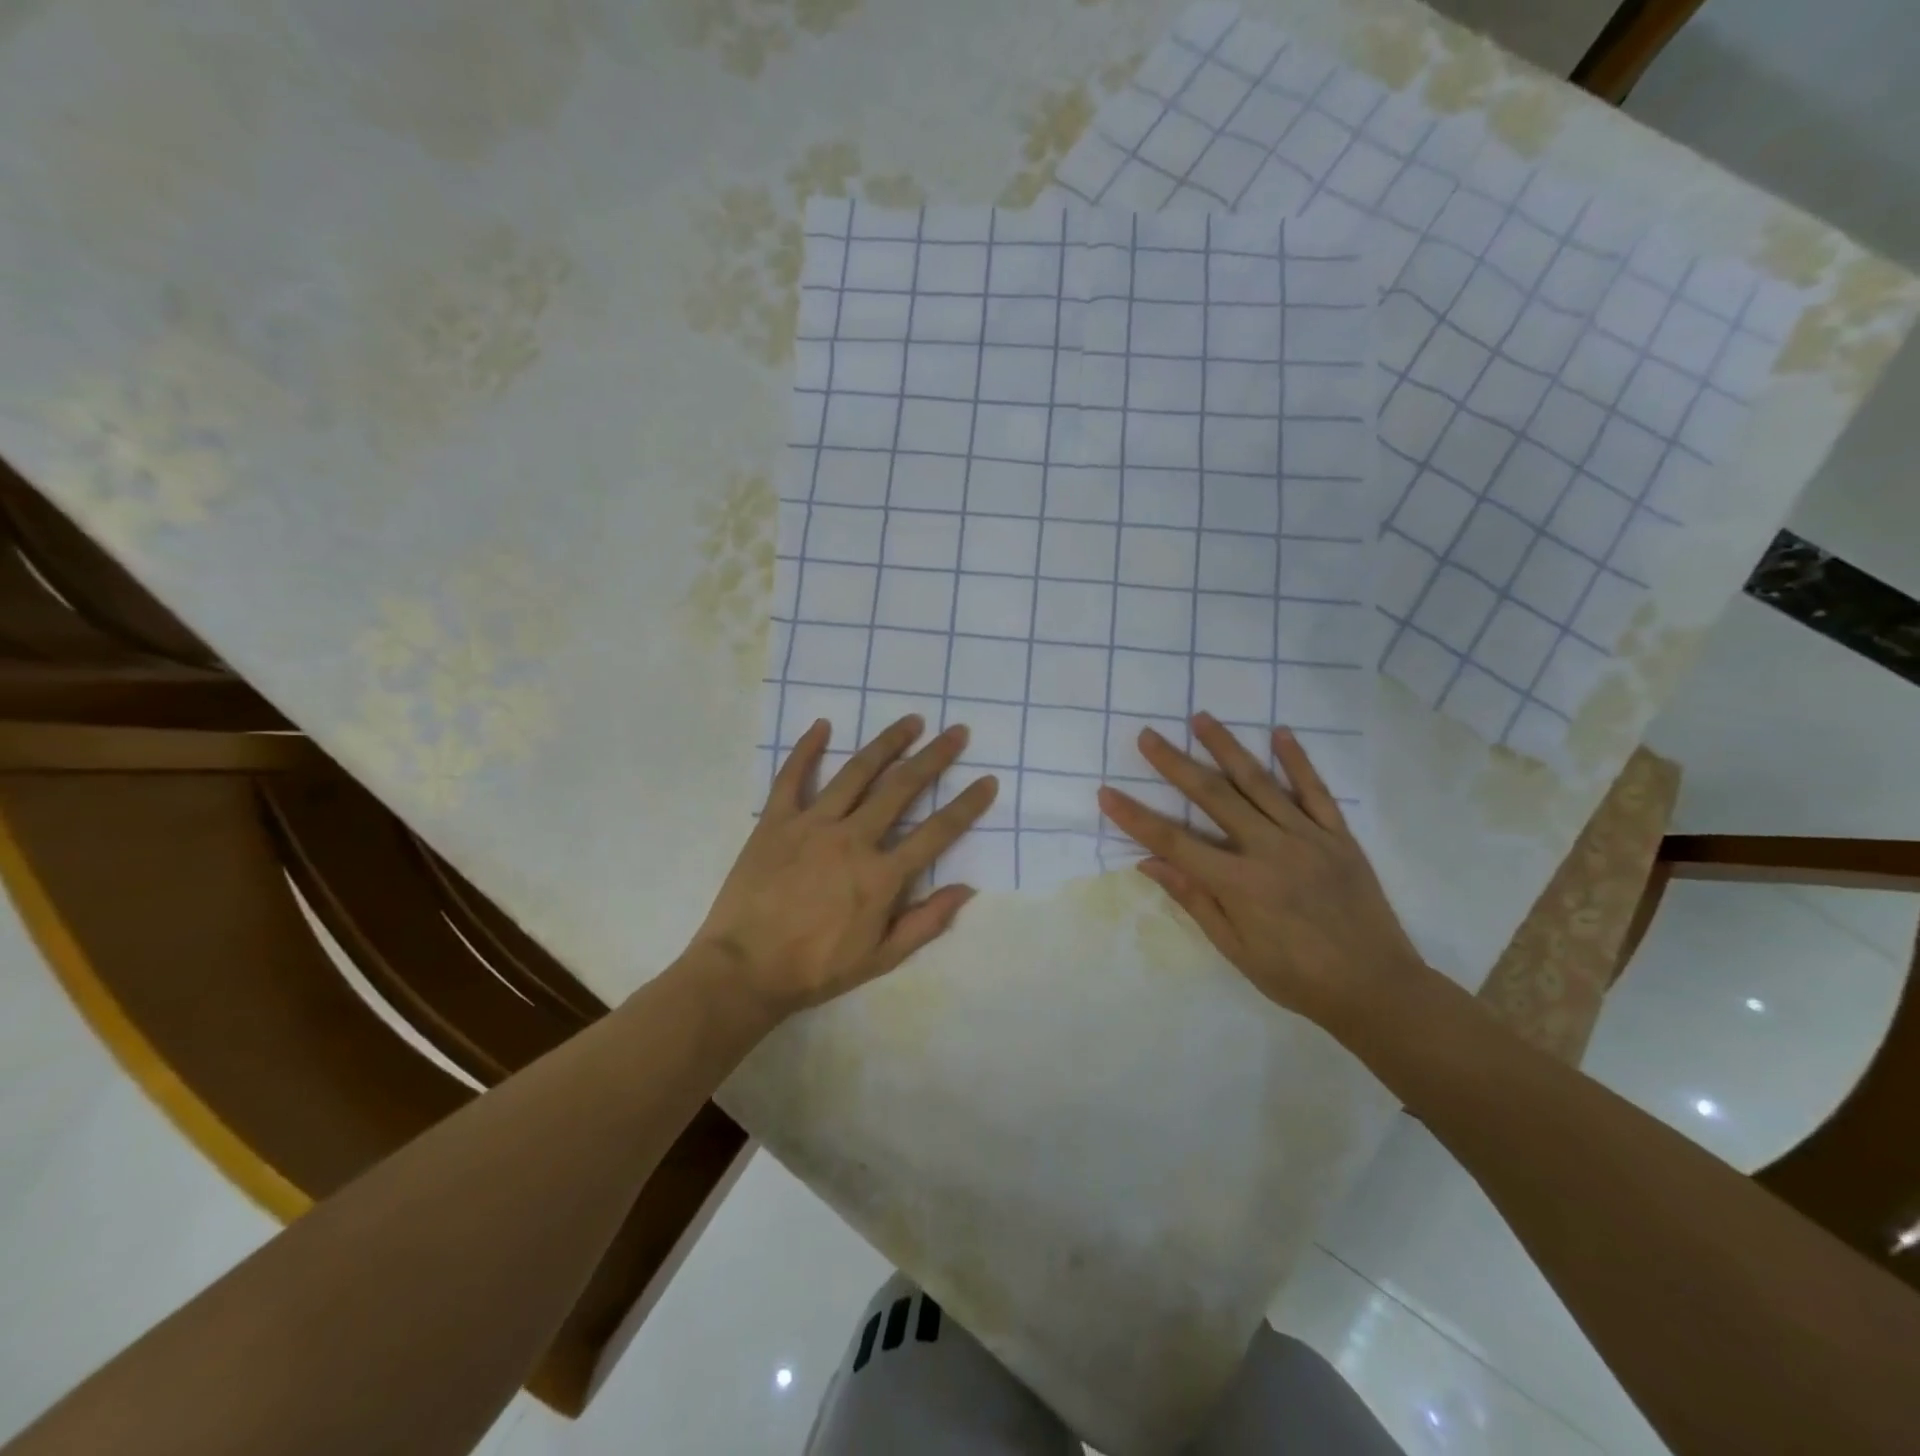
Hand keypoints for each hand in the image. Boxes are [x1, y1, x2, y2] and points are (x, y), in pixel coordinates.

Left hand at [692, 714, 997, 1020]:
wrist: (744, 970)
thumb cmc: (816, 968)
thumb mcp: (881, 958)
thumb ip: (926, 922)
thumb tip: (966, 888)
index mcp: (882, 875)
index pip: (937, 832)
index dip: (967, 805)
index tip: (988, 780)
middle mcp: (853, 839)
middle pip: (902, 788)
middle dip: (934, 757)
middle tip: (956, 732)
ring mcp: (812, 824)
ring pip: (856, 772)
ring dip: (887, 743)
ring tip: (911, 721)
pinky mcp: (775, 821)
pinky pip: (792, 777)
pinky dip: (807, 749)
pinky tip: (822, 725)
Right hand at [1097, 712, 1429, 1029]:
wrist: (1379, 989)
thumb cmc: (1297, 978)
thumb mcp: (1237, 949)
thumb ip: (1195, 900)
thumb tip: (1150, 862)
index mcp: (1240, 884)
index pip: (1175, 842)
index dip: (1137, 818)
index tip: (1107, 793)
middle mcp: (1271, 850)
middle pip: (1213, 797)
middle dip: (1175, 764)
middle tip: (1148, 735)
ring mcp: (1309, 838)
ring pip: (1260, 783)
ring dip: (1227, 748)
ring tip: (1201, 718)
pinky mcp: (1340, 837)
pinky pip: (1316, 791)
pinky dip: (1298, 761)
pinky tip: (1280, 733)